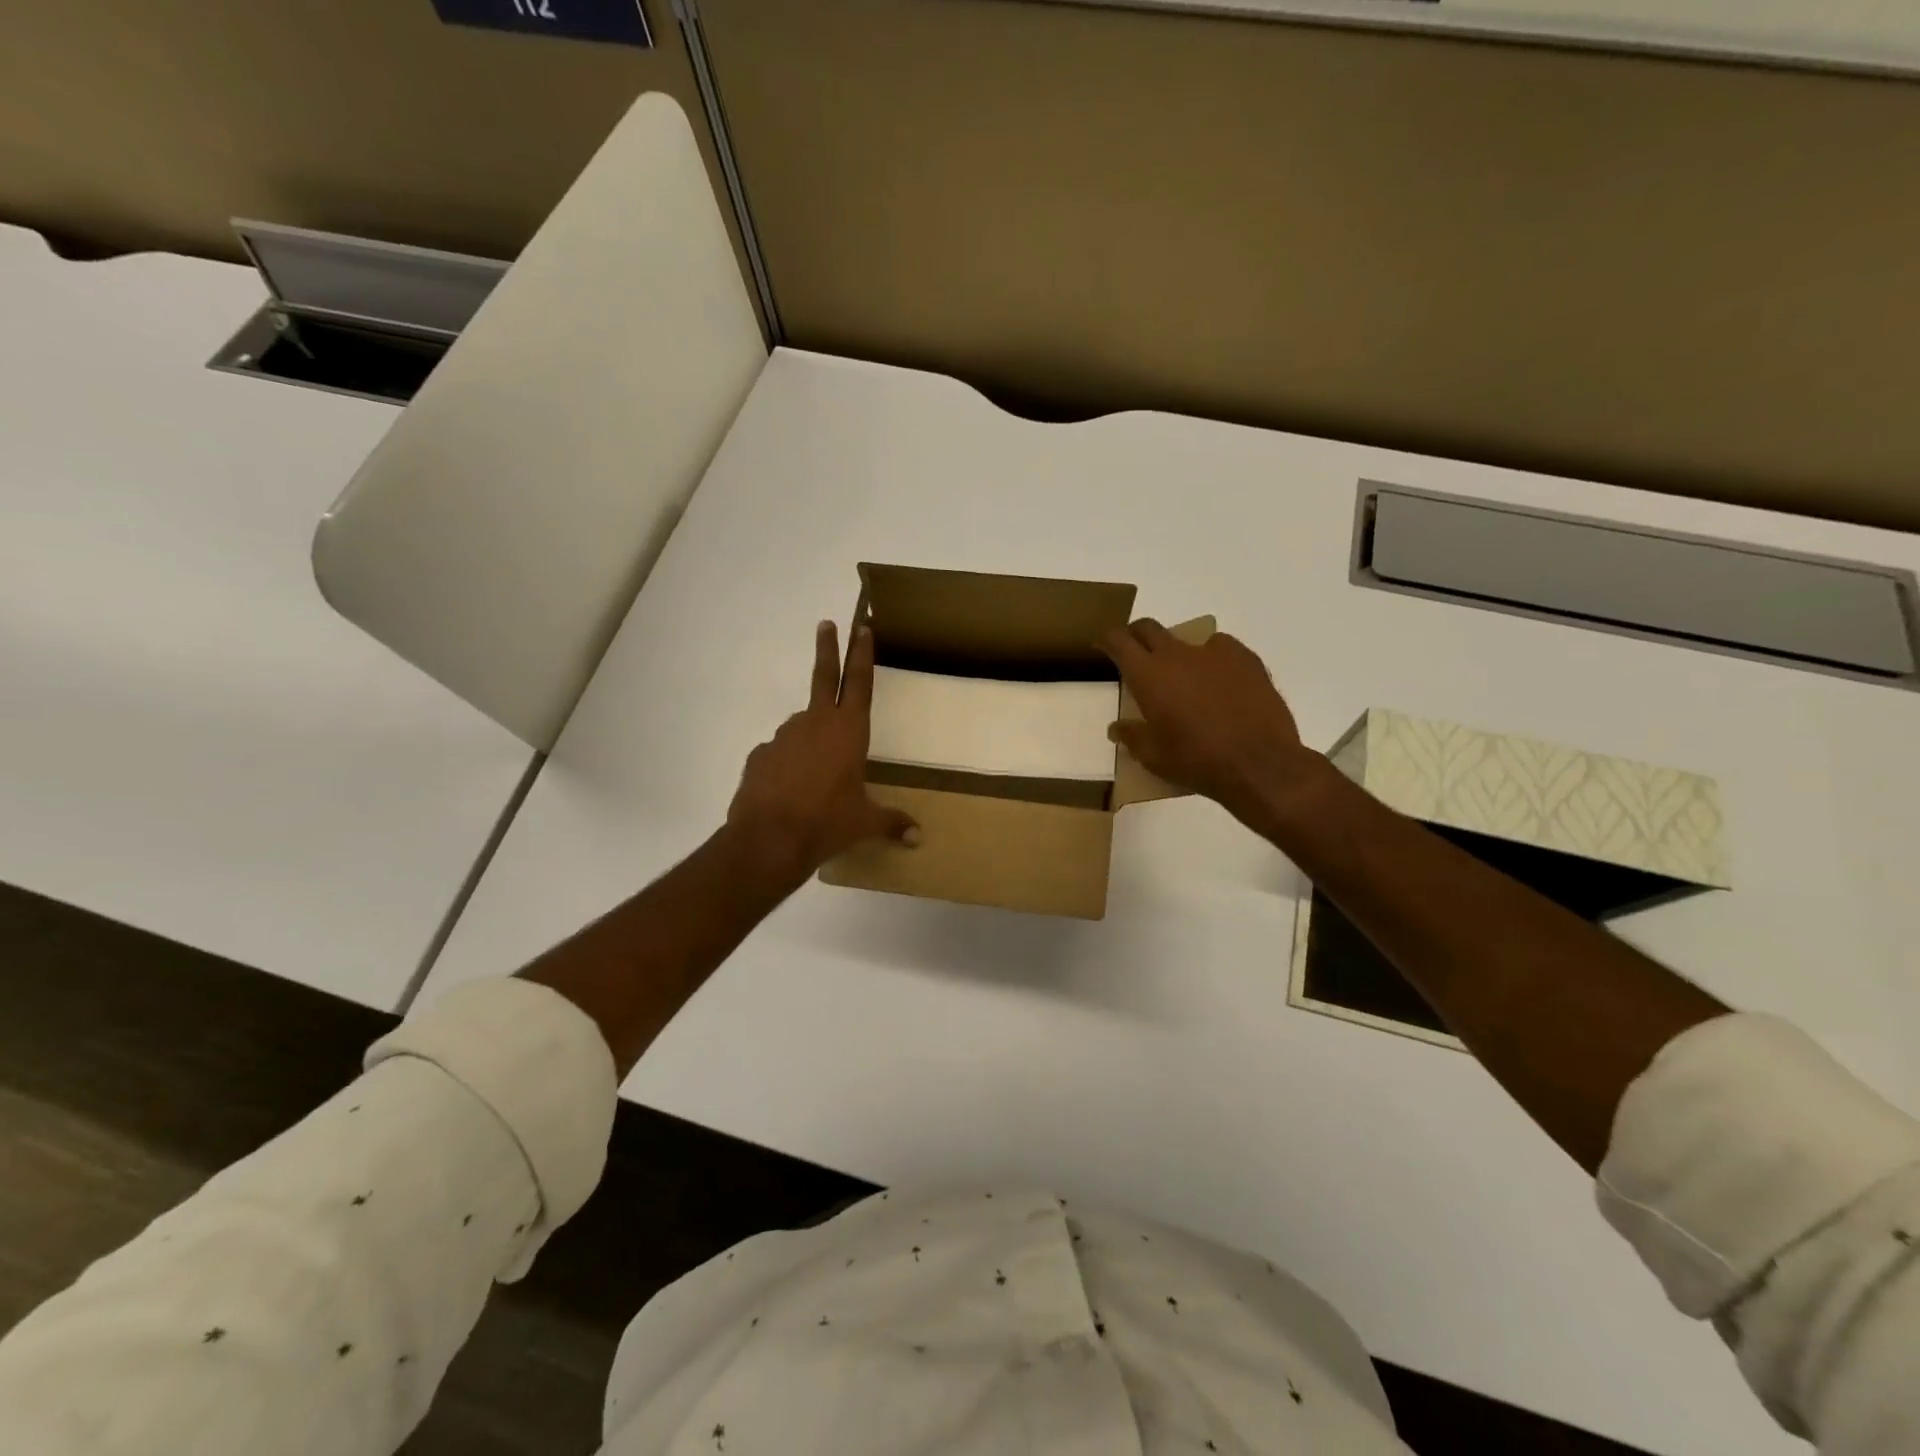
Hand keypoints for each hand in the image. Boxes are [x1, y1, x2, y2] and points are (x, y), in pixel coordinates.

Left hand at [727, 620, 918, 882]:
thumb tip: (918, 838)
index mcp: (848, 731)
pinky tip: (790, 789)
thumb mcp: (864, 823)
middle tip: (825, 624)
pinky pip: (781, 754)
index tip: (862, 628)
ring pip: (802, 726)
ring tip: (816, 776)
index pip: (860, 683)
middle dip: (828, 649)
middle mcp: (815, 723)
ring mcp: (783, 736)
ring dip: (811, 739)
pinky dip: (788, 764)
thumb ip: (891, 823)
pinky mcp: (760, 755)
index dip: (862, 654)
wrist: (768, 840)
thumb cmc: (827, 823)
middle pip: (824, 677)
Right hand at [1099, 619, 1318, 823]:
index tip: (1103, 647)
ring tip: (1187, 679)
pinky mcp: (1246, 658)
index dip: (1107, 640)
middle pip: (1148, 628)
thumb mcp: (1154, 757)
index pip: (1119, 641)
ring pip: (1187, 639)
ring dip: (1179, 653)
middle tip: (1136, 655)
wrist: (1259, 764)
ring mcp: (1214, 652)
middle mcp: (1177, 654)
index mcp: (1148, 675)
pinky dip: (1214, 660)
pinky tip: (1222, 683)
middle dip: (1137, 636)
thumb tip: (1117, 728)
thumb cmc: (1196, 761)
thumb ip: (1132, 736)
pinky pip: (1222, 649)